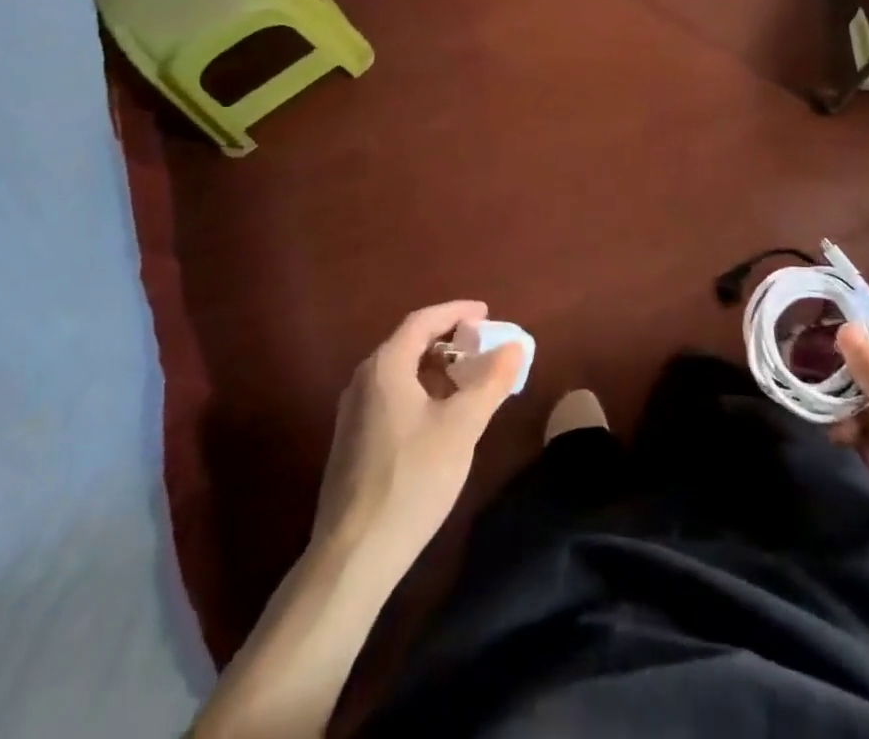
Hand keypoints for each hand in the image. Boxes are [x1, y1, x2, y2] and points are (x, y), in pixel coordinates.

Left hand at [313, 301, 523, 574]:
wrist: (354, 556)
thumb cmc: (412, 480)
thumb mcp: (462, 427)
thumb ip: (491, 381)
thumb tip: (514, 346)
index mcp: (386, 367)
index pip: (422, 321)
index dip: (456, 312)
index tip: (486, 314)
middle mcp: (364, 381)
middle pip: (410, 344)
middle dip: (449, 341)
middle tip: (483, 349)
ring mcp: (354, 413)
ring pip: (401, 373)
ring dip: (437, 369)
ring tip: (470, 383)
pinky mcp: (353, 442)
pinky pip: (392, 397)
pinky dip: (422, 392)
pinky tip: (442, 419)